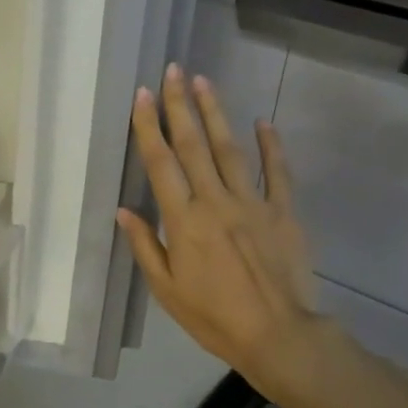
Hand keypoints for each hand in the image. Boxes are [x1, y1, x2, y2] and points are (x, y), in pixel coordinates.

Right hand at [117, 64, 327, 393]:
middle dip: (180, 105)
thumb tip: (124, 210)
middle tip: (173, 71)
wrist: (278, 336)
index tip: (142, 95)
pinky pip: (278, 173)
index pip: (161, 164)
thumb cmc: (214, 318)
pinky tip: (263, 121)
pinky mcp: (284, 213)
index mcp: (184, 221)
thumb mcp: (167, 290)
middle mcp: (216, 201)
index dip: (149, 127)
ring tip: (204, 81)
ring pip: (231, 150)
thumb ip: (145, 246)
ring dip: (216, 114)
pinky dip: (272, 146)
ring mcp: (253, 203)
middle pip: (194, 145)